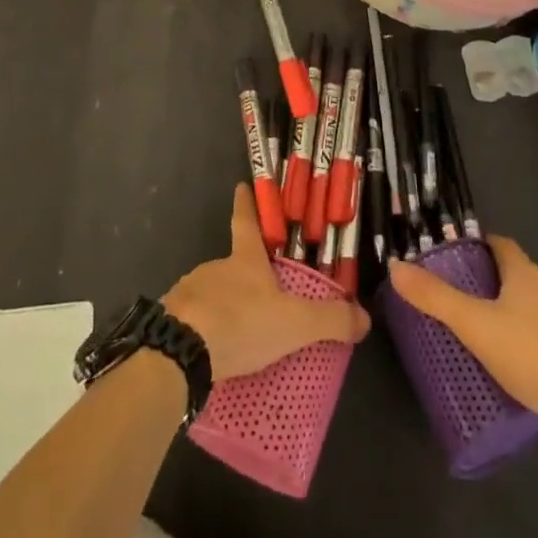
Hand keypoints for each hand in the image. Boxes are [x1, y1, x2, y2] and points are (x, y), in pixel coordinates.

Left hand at [163, 186, 370, 380]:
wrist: (179, 351)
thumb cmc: (240, 322)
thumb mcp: (292, 323)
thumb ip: (329, 320)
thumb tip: (365, 317)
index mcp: (244, 259)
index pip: (246, 220)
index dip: (247, 202)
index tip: (242, 184)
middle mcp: (215, 267)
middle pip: (232, 263)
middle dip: (244, 275)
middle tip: (261, 293)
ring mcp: (190, 291)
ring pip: (212, 293)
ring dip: (225, 306)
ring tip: (241, 333)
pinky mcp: (172, 319)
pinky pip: (194, 320)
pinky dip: (206, 330)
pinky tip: (214, 352)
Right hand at [387, 236, 537, 430]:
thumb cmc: (534, 355)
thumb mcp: (476, 327)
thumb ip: (437, 299)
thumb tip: (396, 267)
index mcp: (525, 274)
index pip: (502, 245)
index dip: (483, 247)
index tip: (465, 258)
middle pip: (523, 275)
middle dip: (500, 285)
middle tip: (474, 304)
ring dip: (525, 315)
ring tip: (502, 341)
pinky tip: (536, 370)